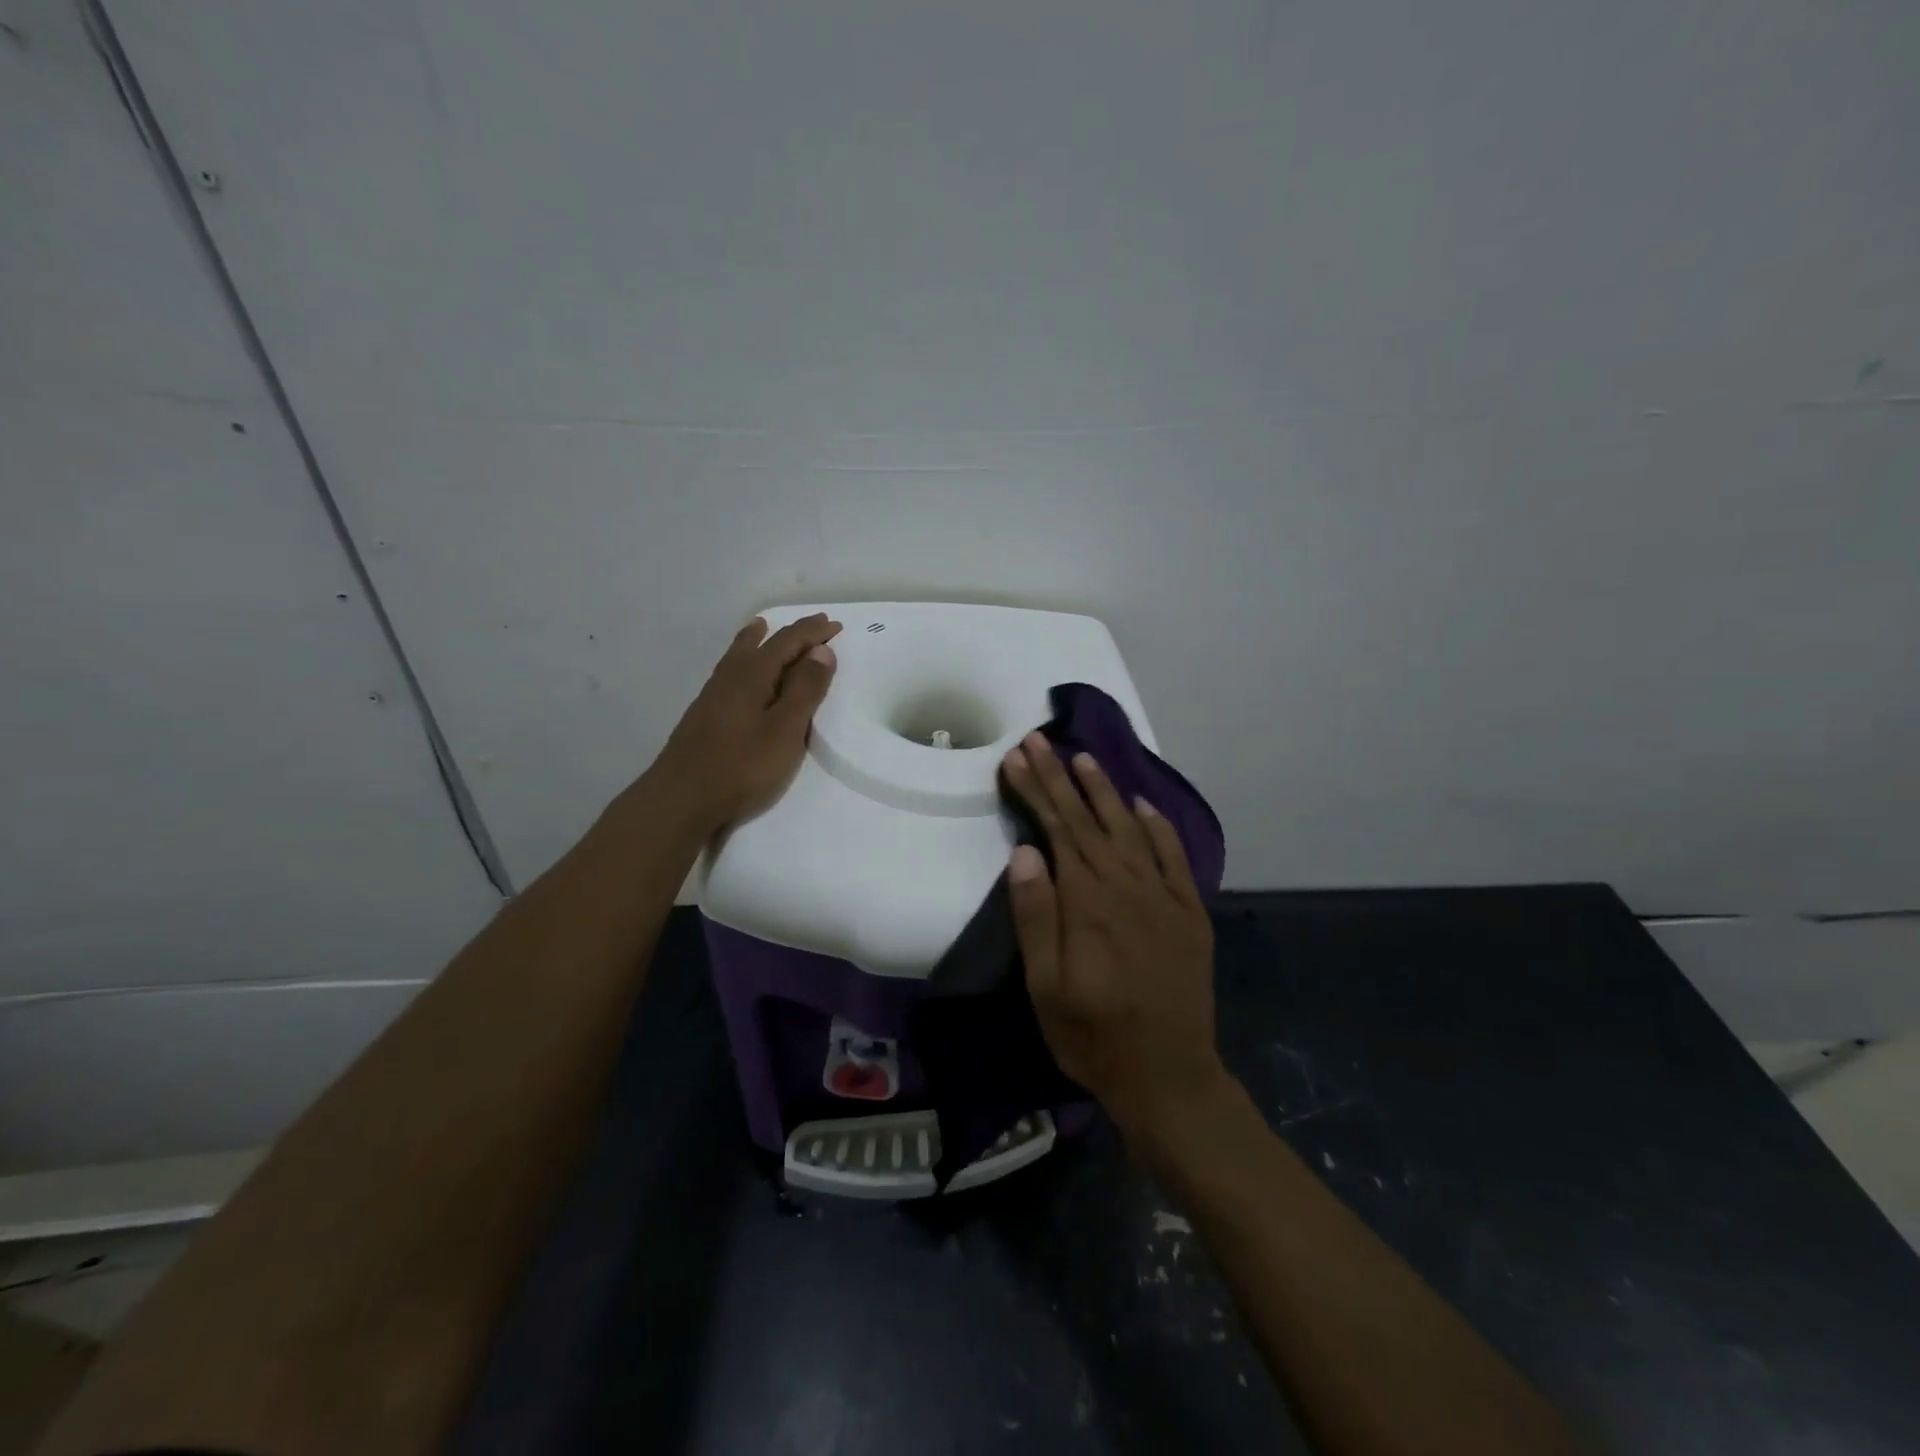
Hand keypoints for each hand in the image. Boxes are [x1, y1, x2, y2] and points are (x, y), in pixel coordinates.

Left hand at [650, 613, 841, 833]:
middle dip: (789, 634)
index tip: (835, 625)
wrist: (680, 800)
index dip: (812, 633)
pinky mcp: (703, 716)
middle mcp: (729, 678)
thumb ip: (805, 690)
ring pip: (737, 656)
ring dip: (755, 640)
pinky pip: (728, 673)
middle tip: (811, 626)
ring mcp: (711, 697)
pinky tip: (737, 675)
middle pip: (759, 644)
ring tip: (760, 628)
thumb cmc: (741, 766)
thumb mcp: (785, 730)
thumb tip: (821, 650)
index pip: (786, 642)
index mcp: (751, 675)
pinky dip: (741, 661)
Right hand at [1001, 733, 1230, 1141]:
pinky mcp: (1189, 912)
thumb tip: (1027, 853)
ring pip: (1129, 829)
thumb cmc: (1094, 1036)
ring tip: (1083, 758)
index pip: (1057, 830)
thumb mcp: (1047, 988)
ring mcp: (1164, 897)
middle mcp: (1127, 886)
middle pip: (1089, 819)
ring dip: (1105, 791)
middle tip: (1039, 740)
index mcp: (1088, 902)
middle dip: (1060, 778)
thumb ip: (1036, 917)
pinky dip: (1158, 827)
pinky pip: (1173, 857)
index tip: (1016, 757)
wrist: (1170, 1077)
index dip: (1035, 790)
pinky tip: (1143, 807)